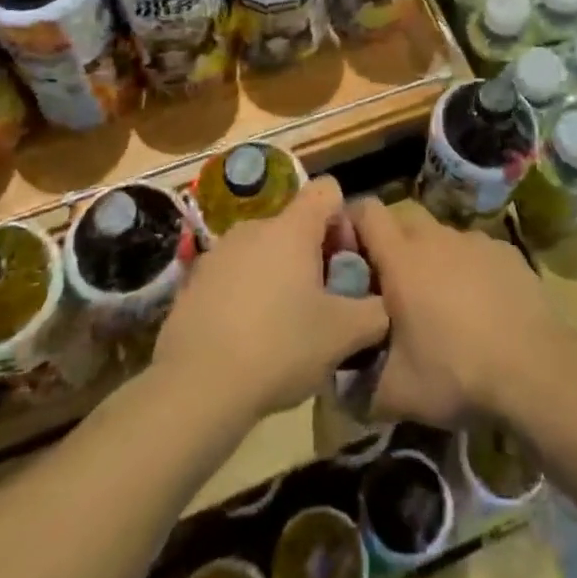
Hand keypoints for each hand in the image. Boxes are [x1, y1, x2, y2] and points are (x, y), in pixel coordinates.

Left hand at [154, 176, 389, 418]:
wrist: (197, 386)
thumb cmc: (280, 347)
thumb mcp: (343, 335)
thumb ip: (374, 312)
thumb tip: (382, 304)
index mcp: (293, 227)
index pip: (328, 190)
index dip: (344, 220)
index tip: (343, 263)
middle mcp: (255, 225)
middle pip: (296, 224)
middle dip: (313, 256)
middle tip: (321, 304)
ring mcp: (220, 251)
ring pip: (264, 251)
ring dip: (280, 276)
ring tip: (284, 327)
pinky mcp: (194, 280)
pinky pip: (235, 275)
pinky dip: (248, 295)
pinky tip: (248, 339)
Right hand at [350, 199, 570, 428]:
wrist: (537, 370)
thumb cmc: (456, 372)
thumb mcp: (396, 394)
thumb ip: (356, 388)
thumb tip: (336, 385)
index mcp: (402, 258)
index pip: (366, 211)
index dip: (351, 223)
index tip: (346, 252)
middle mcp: (436, 237)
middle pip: (403, 219)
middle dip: (390, 242)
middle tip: (389, 285)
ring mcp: (475, 241)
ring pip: (440, 236)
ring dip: (431, 258)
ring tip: (438, 303)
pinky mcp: (506, 252)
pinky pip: (474, 251)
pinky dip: (468, 269)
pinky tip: (479, 308)